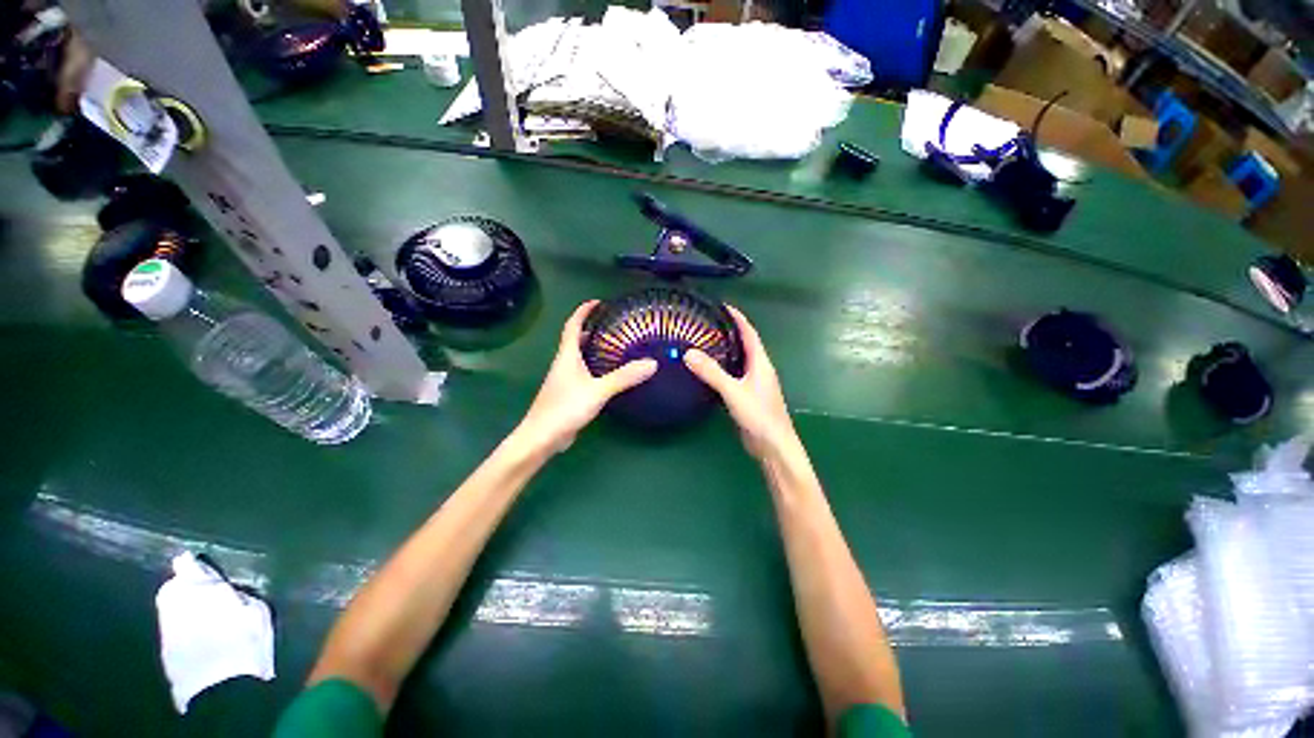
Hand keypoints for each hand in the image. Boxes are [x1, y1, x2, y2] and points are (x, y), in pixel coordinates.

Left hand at [516, 301, 657, 453]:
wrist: (542, 437)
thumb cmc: (565, 408)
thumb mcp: (598, 391)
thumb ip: (624, 377)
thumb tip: (651, 363)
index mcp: (567, 356)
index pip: (572, 325)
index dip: (583, 311)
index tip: (598, 302)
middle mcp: (564, 364)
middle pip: (576, 339)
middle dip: (591, 329)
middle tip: (613, 325)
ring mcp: (565, 380)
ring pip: (580, 357)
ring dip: (593, 348)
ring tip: (615, 346)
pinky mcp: (569, 394)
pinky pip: (583, 373)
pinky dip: (595, 367)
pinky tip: (608, 375)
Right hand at [684, 306, 796, 458]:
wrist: (773, 445)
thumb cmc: (759, 415)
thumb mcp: (733, 391)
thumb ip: (712, 373)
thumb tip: (688, 353)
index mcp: (761, 363)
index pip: (750, 333)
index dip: (738, 318)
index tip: (724, 306)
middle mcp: (760, 370)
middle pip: (745, 345)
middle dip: (730, 332)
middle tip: (708, 324)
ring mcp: (755, 384)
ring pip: (739, 361)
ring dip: (726, 350)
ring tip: (705, 343)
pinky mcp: (748, 397)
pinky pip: (734, 376)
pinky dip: (723, 369)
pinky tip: (709, 372)